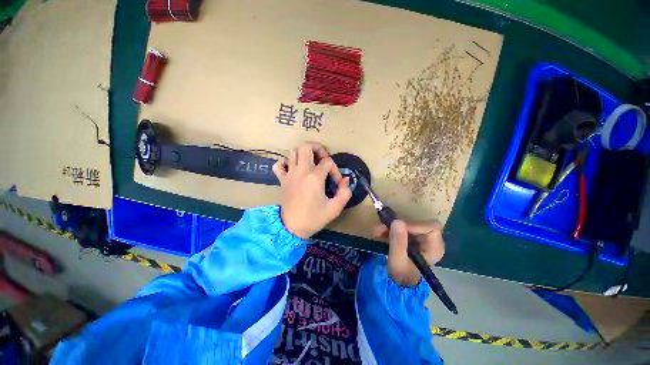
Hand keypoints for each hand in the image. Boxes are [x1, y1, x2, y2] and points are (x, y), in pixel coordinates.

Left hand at [272, 142, 351, 238]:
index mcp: (314, 177)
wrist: (292, 228)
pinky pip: (278, 165)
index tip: (337, 182)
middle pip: (306, 147)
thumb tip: (345, 180)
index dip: (335, 170)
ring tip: (311, 162)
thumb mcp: (335, 208)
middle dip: (318, 148)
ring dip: (303, 153)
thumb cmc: (314, 218)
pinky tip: (293, 168)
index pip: (328, 162)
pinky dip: (285, 162)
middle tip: (323, 159)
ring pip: (293, 152)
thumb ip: (345, 192)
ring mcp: (289, 174)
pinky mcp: (282, 180)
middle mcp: (301, 171)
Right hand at [373, 220, 444, 286]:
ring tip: (377, 231)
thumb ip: (398, 242)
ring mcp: (421, 238)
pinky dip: (391, 229)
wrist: (398, 284)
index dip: (413, 225)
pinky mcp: (412, 237)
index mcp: (435, 248)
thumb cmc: (401, 275)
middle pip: (418, 223)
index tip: (395, 227)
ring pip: (408, 224)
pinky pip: (402, 228)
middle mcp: (431, 241)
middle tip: (381, 227)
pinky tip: (380, 233)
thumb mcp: (398, 261)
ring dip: (391, 226)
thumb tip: (397, 221)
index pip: (430, 227)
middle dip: (398, 224)